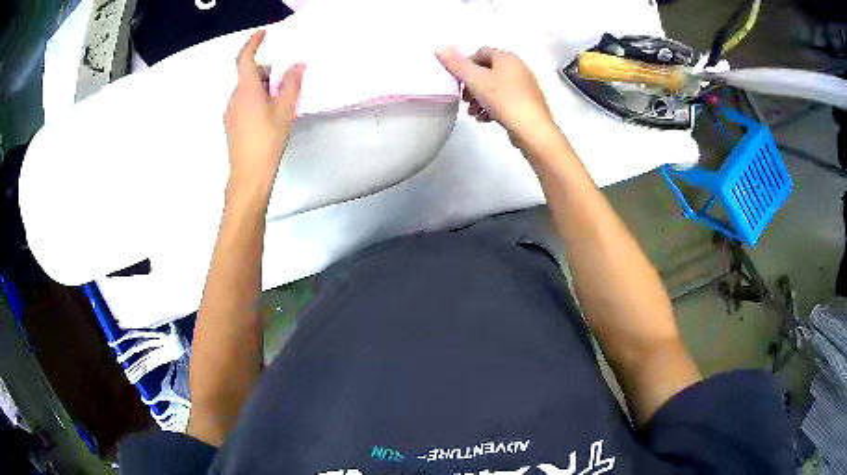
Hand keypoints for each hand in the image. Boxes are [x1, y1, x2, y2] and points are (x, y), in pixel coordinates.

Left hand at [224, 30, 304, 192]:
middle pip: (248, 74)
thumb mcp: (285, 109)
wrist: (249, 175)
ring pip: (246, 90)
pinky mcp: (231, 125)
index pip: (245, 58)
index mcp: (245, 89)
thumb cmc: (267, 139)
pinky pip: (243, 103)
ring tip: (280, 98)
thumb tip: (297, 65)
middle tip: (285, 75)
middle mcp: (234, 97)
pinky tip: (269, 113)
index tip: (263, 33)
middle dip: (265, 69)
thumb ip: (291, 84)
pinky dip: (256, 99)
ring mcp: (230, 113)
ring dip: (261, 86)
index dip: (253, 43)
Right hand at [436, 47, 556, 146]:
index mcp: (507, 57)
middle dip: (472, 84)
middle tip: (463, 99)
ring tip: (472, 112)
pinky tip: (484, 119)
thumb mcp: (475, 80)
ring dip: (479, 98)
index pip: (481, 52)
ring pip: (495, 87)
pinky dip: (492, 106)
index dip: (466, 65)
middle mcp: (518, 68)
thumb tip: (440, 48)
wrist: (532, 129)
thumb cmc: (503, 99)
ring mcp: (525, 86)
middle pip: (487, 71)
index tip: (458, 80)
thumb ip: (457, 64)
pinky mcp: (527, 103)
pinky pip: (504, 100)